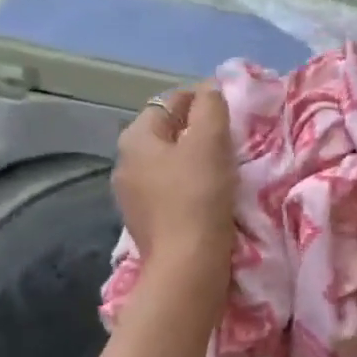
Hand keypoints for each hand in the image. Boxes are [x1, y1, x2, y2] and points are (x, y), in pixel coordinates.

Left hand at [113, 84, 236, 285]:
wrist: (186, 267)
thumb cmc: (198, 197)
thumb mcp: (210, 142)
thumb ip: (210, 107)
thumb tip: (209, 89)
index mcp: (135, 139)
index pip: (170, 102)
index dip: (201, 99)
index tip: (230, 109)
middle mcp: (125, 164)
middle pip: (167, 134)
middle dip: (197, 131)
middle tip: (231, 138)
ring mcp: (132, 197)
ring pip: (169, 164)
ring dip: (194, 160)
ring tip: (225, 167)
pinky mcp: (147, 223)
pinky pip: (170, 192)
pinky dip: (190, 187)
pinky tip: (210, 196)